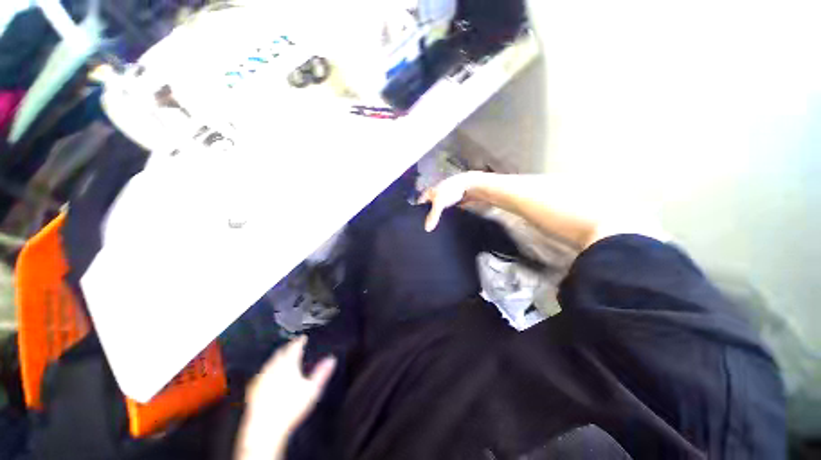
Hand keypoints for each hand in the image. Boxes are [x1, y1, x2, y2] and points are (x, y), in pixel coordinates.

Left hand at [235, 337, 335, 459]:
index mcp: (288, 365)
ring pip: (269, 361)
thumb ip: (322, 373)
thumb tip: (331, 359)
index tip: (303, 337)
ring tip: (282, 356)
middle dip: (287, 347)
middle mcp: (274, 367)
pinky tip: (267, 374)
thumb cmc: (291, 407)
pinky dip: (267, 369)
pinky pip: (261, 373)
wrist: (265, 427)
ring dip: (277, 356)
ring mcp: (262, 377)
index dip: (299, 341)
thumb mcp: (312, 390)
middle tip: (293, 345)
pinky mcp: (253, 388)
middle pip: (280, 352)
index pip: (294, 347)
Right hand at [418, 172, 483, 231]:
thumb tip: (427, 229)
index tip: (418, 224)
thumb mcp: (439, 203)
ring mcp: (442, 199)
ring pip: (437, 211)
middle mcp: (434, 196)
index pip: (419, 205)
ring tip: (435, 227)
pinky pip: (445, 212)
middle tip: (427, 228)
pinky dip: (445, 217)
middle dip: (428, 217)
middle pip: (428, 209)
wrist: (468, 185)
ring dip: (437, 217)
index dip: (417, 213)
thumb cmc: (450, 190)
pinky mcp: (451, 203)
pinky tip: (445, 223)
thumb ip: (433, 216)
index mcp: (428, 193)